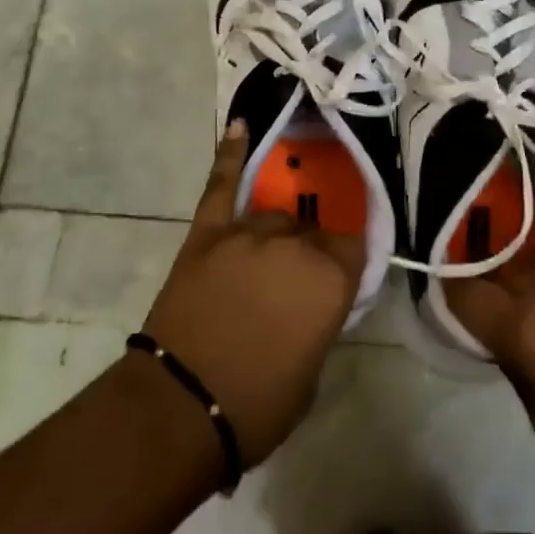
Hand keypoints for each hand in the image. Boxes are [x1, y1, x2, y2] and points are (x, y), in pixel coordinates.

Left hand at [140, 121, 364, 467]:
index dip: (347, 262)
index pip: (355, 246)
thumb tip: (314, 299)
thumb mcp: (312, 370)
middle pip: (314, 229)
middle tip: (297, 282)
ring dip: (277, 234)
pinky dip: (230, 154)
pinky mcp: (208, 232)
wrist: (179, 409)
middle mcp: (295, 244)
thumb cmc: (257, 406)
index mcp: (330, 278)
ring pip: (275, 215)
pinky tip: (240, 124)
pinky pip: (223, 184)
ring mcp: (248, 232)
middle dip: (311, 250)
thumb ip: (320, 318)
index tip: (341, 276)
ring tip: (269, 256)